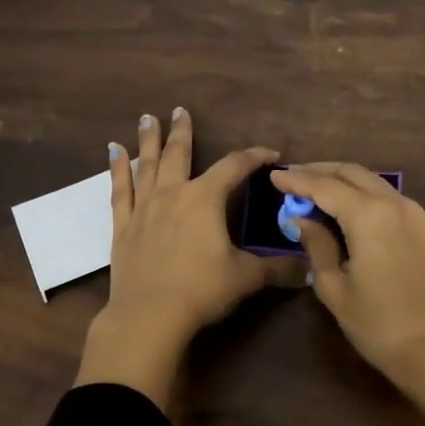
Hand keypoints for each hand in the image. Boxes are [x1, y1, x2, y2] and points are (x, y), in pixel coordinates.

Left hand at [75, 107, 303, 408]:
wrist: (149, 315)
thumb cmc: (202, 290)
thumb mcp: (246, 277)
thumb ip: (278, 269)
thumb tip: (311, 269)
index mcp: (206, 199)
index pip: (234, 167)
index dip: (254, 157)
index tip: (270, 153)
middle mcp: (174, 194)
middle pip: (180, 154)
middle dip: (183, 132)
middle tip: (179, 110)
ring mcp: (144, 208)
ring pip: (147, 165)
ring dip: (148, 141)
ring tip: (147, 119)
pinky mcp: (123, 227)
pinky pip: (120, 190)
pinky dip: (117, 170)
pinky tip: (113, 152)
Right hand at [271, 162, 424, 425]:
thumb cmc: (378, 323)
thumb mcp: (335, 287)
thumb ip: (317, 246)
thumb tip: (302, 220)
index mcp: (368, 215)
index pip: (325, 186)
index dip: (297, 181)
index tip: (273, 177)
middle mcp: (393, 203)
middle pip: (351, 173)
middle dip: (320, 171)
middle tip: (292, 178)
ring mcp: (412, 214)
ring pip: (371, 181)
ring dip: (341, 180)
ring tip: (313, 189)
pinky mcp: (422, 228)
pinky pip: (386, 196)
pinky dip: (361, 194)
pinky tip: (344, 207)